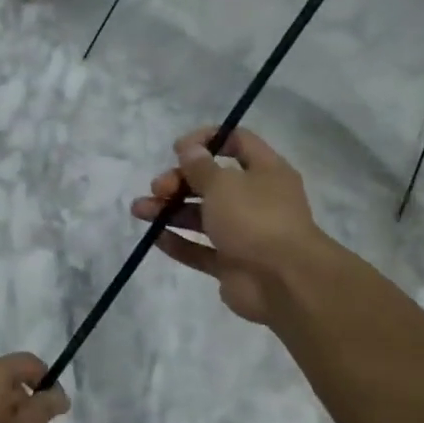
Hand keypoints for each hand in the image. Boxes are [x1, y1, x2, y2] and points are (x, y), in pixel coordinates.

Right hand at [130, 126, 327, 325]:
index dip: (207, 140)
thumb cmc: (255, 219)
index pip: (238, 142)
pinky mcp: (231, 264)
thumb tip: (189, 149)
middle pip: (212, 182)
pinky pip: (200, 249)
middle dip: (179, 181)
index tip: (179, 149)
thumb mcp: (223, 183)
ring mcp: (244, 234)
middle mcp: (257, 200)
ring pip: (201, 216)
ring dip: (169, 210)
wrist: (283, 282)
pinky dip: (178, 242)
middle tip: (158, 188)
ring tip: (139, 211)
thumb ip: (200, 166)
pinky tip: (154, 236)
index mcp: (265, 172)